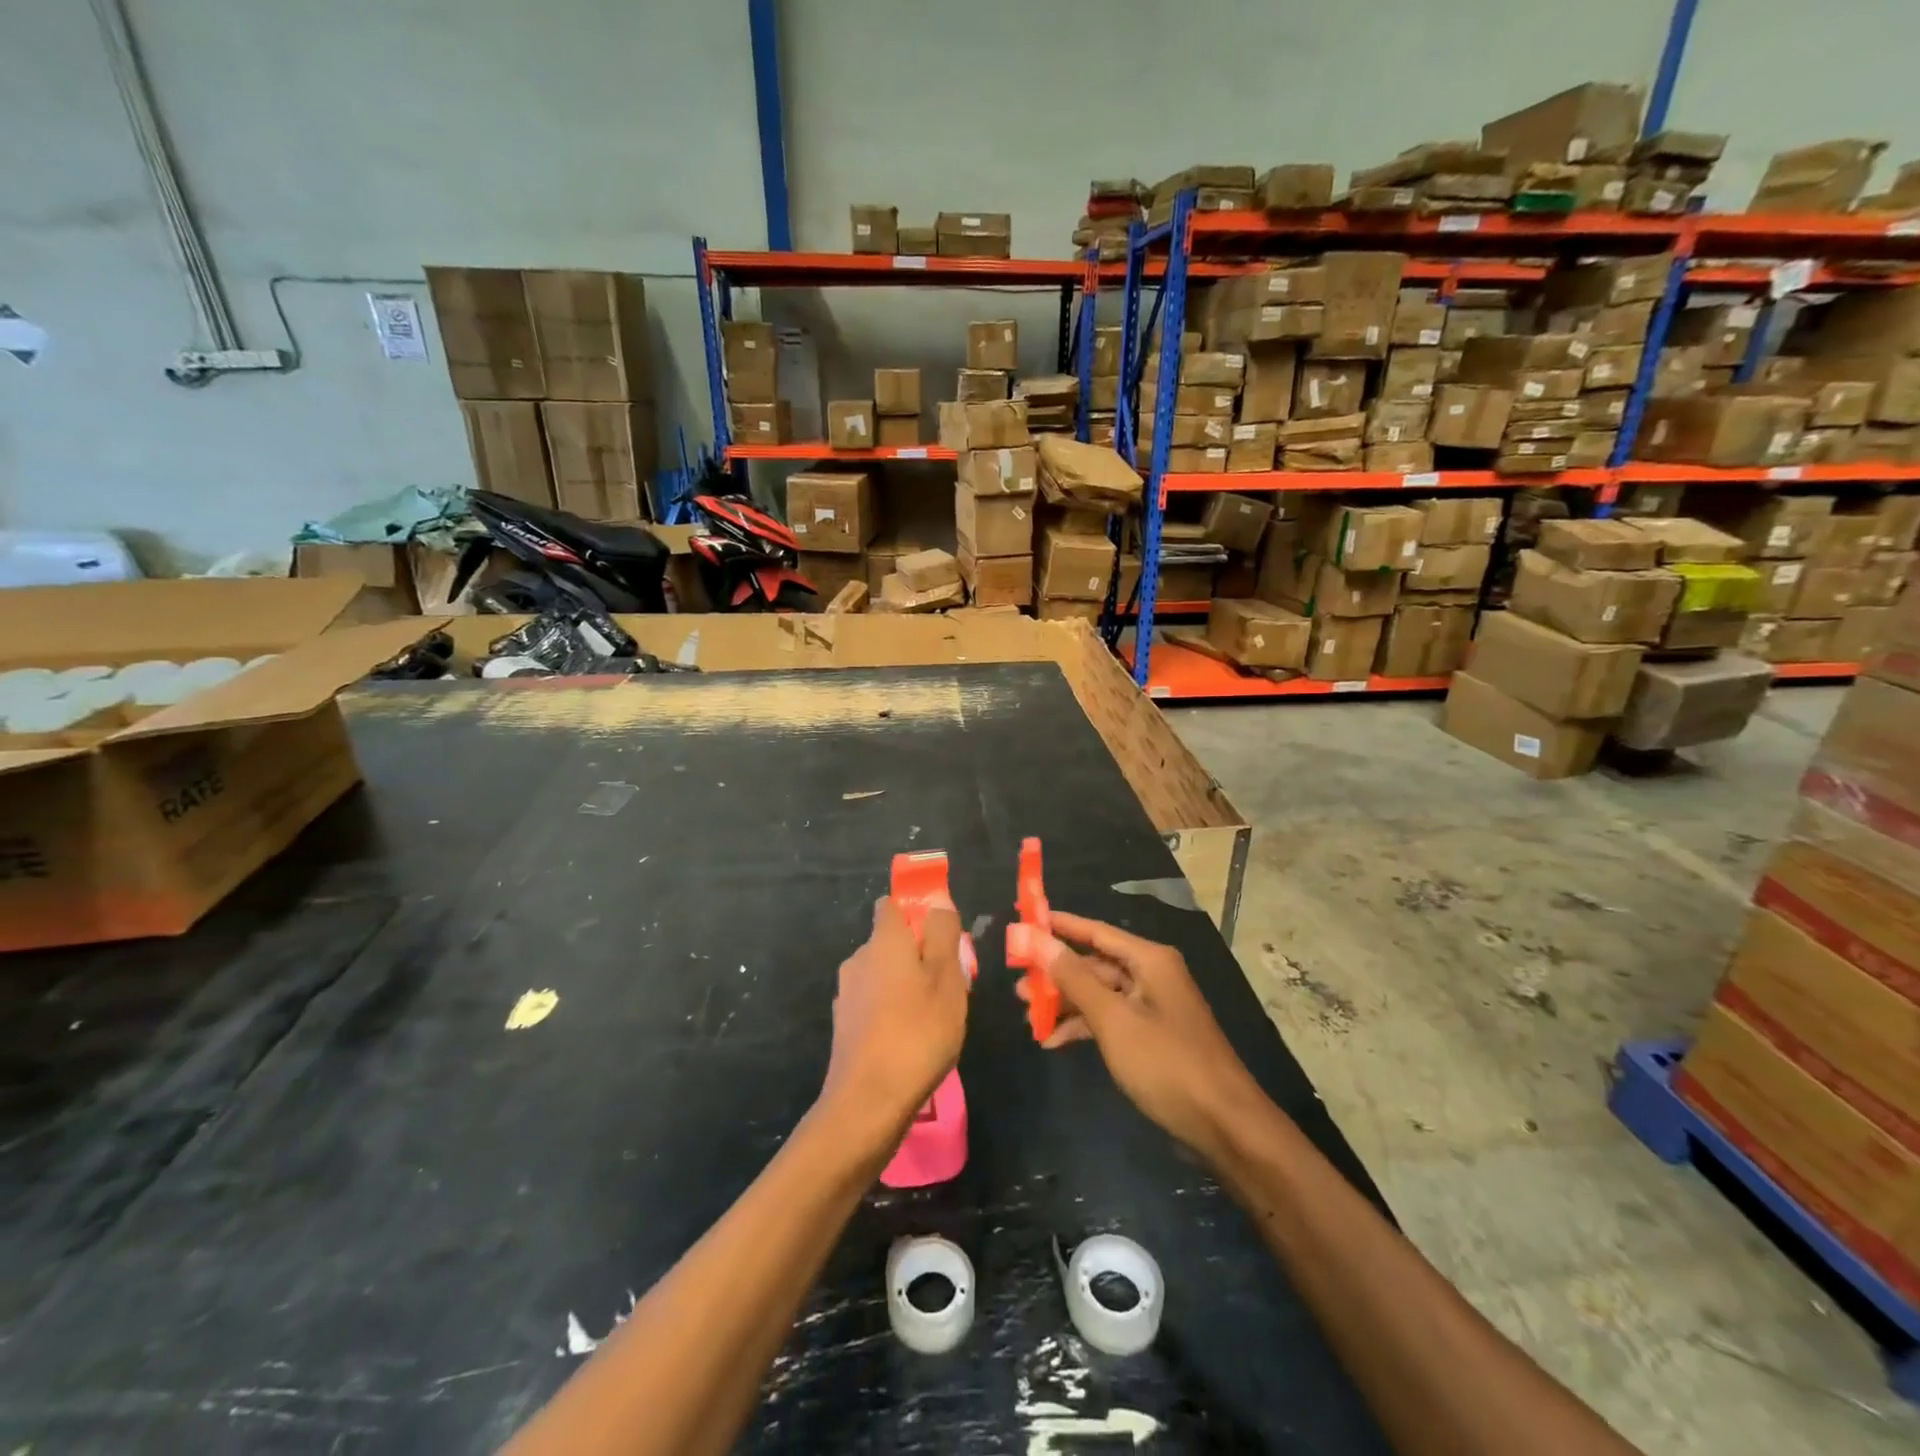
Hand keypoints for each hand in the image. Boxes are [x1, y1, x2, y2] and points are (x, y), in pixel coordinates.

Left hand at [818, 897, 968, 1156]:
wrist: (869, 1101)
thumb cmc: (918, 1031)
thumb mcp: (946, 977)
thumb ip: (943, 933)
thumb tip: (938, 900)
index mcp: (883, 941)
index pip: (891, 906)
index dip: (916, 912)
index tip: (941, 935)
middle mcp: (859, 960)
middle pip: (890, 943)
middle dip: (917, 954)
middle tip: (949, 982)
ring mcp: (847, 995)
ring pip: (882, 975)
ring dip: (905, 985)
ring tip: (934, 1015)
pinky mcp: (845, 1027)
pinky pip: (874, 1004)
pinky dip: (892, 1012)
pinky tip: (911, 1039)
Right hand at [1029, 911, 1265, 1163]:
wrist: (1225, 1126)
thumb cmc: (1167, 1064)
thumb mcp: (1113, 1019)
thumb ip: (1074, 978)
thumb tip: (1038, 939)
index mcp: (1149, 960)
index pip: (1095, 931)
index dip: (1059, 925)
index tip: (1024, 921)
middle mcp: (1152, 975)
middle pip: (1095, 963)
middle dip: (1056, 973)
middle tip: (1017, 981)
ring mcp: (1154, 1007)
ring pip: (1100, 993)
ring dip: (1066, 1003)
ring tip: (1027, 1014)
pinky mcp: (1153, 1037)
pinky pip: (1111, 1019)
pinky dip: (1084, 1027)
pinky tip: (1055, 1041)